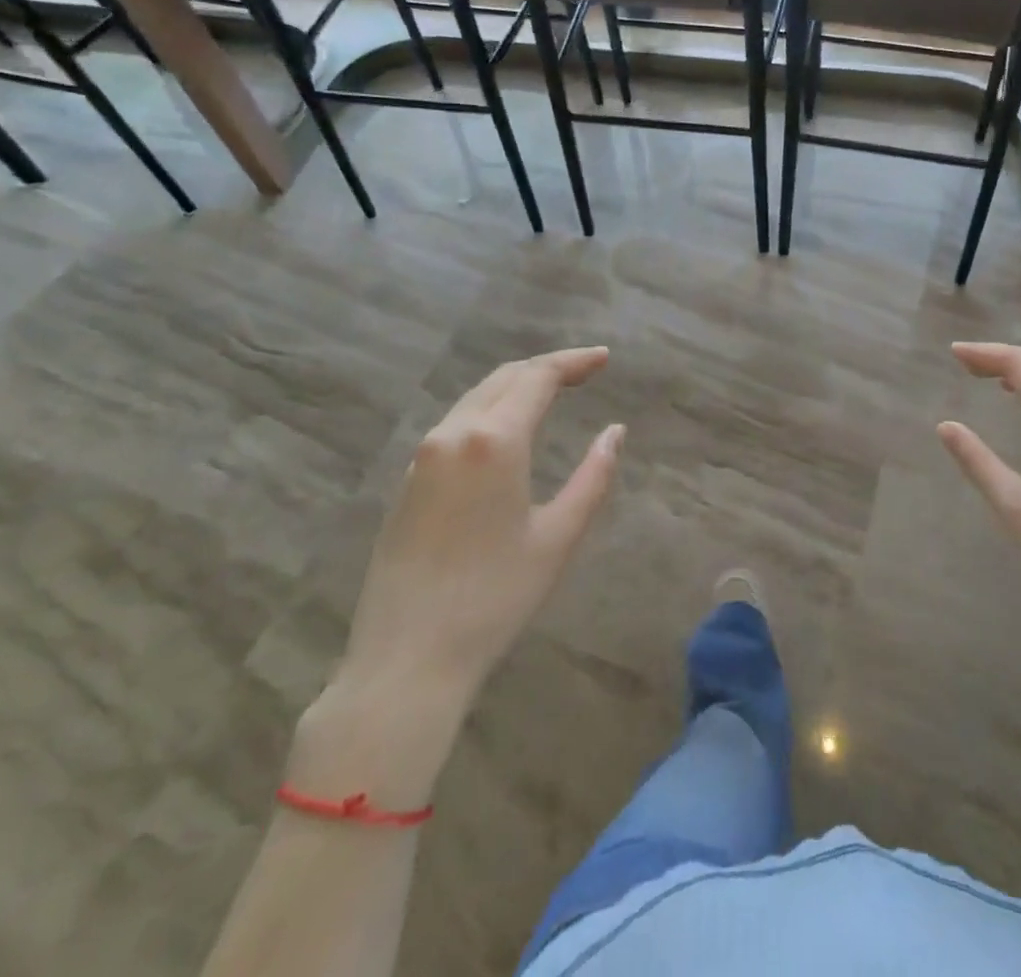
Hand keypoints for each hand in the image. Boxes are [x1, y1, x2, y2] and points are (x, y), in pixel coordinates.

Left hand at [290, 347, 623, 809]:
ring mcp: (423, 456)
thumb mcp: (558, 537)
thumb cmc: (494, 599)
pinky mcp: (407, 481)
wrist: (405, 661)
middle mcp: (453, 434)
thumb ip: (593, 477)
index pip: (537, 378)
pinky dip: (490, 410)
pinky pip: (455, 424)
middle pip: (504, 378)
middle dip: (546, 367)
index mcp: (493, 442)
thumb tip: (615, 432)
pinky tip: (507, 429)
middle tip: (585, 370)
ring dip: (516, 386)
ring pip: (476, 398)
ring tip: (552, 391)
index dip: (573, 362)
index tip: (604, 358)